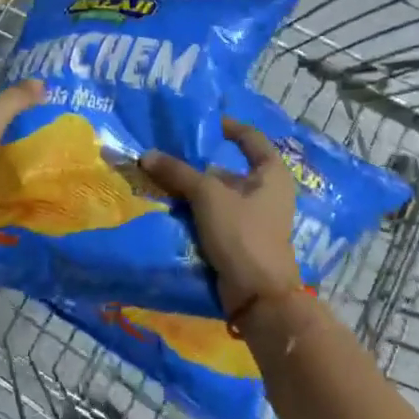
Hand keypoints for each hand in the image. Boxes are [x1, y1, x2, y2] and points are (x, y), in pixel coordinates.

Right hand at [141, 118, 303, 318]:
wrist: (257, 295)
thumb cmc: (242, 233)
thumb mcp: (208, 196)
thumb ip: (178, 172)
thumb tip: (146, 155)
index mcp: (272, 173)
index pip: (249, 137)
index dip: (226, 126)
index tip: (200, 123)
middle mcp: (268, 191)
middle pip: (229, 168)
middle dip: (198, 163)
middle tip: (167, 155)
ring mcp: (256, 217)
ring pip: (219, 194)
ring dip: (193, 189)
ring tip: (161, 179)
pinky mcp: (242, 238)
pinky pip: (216, 216)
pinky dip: (196, 211)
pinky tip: (171, 207)